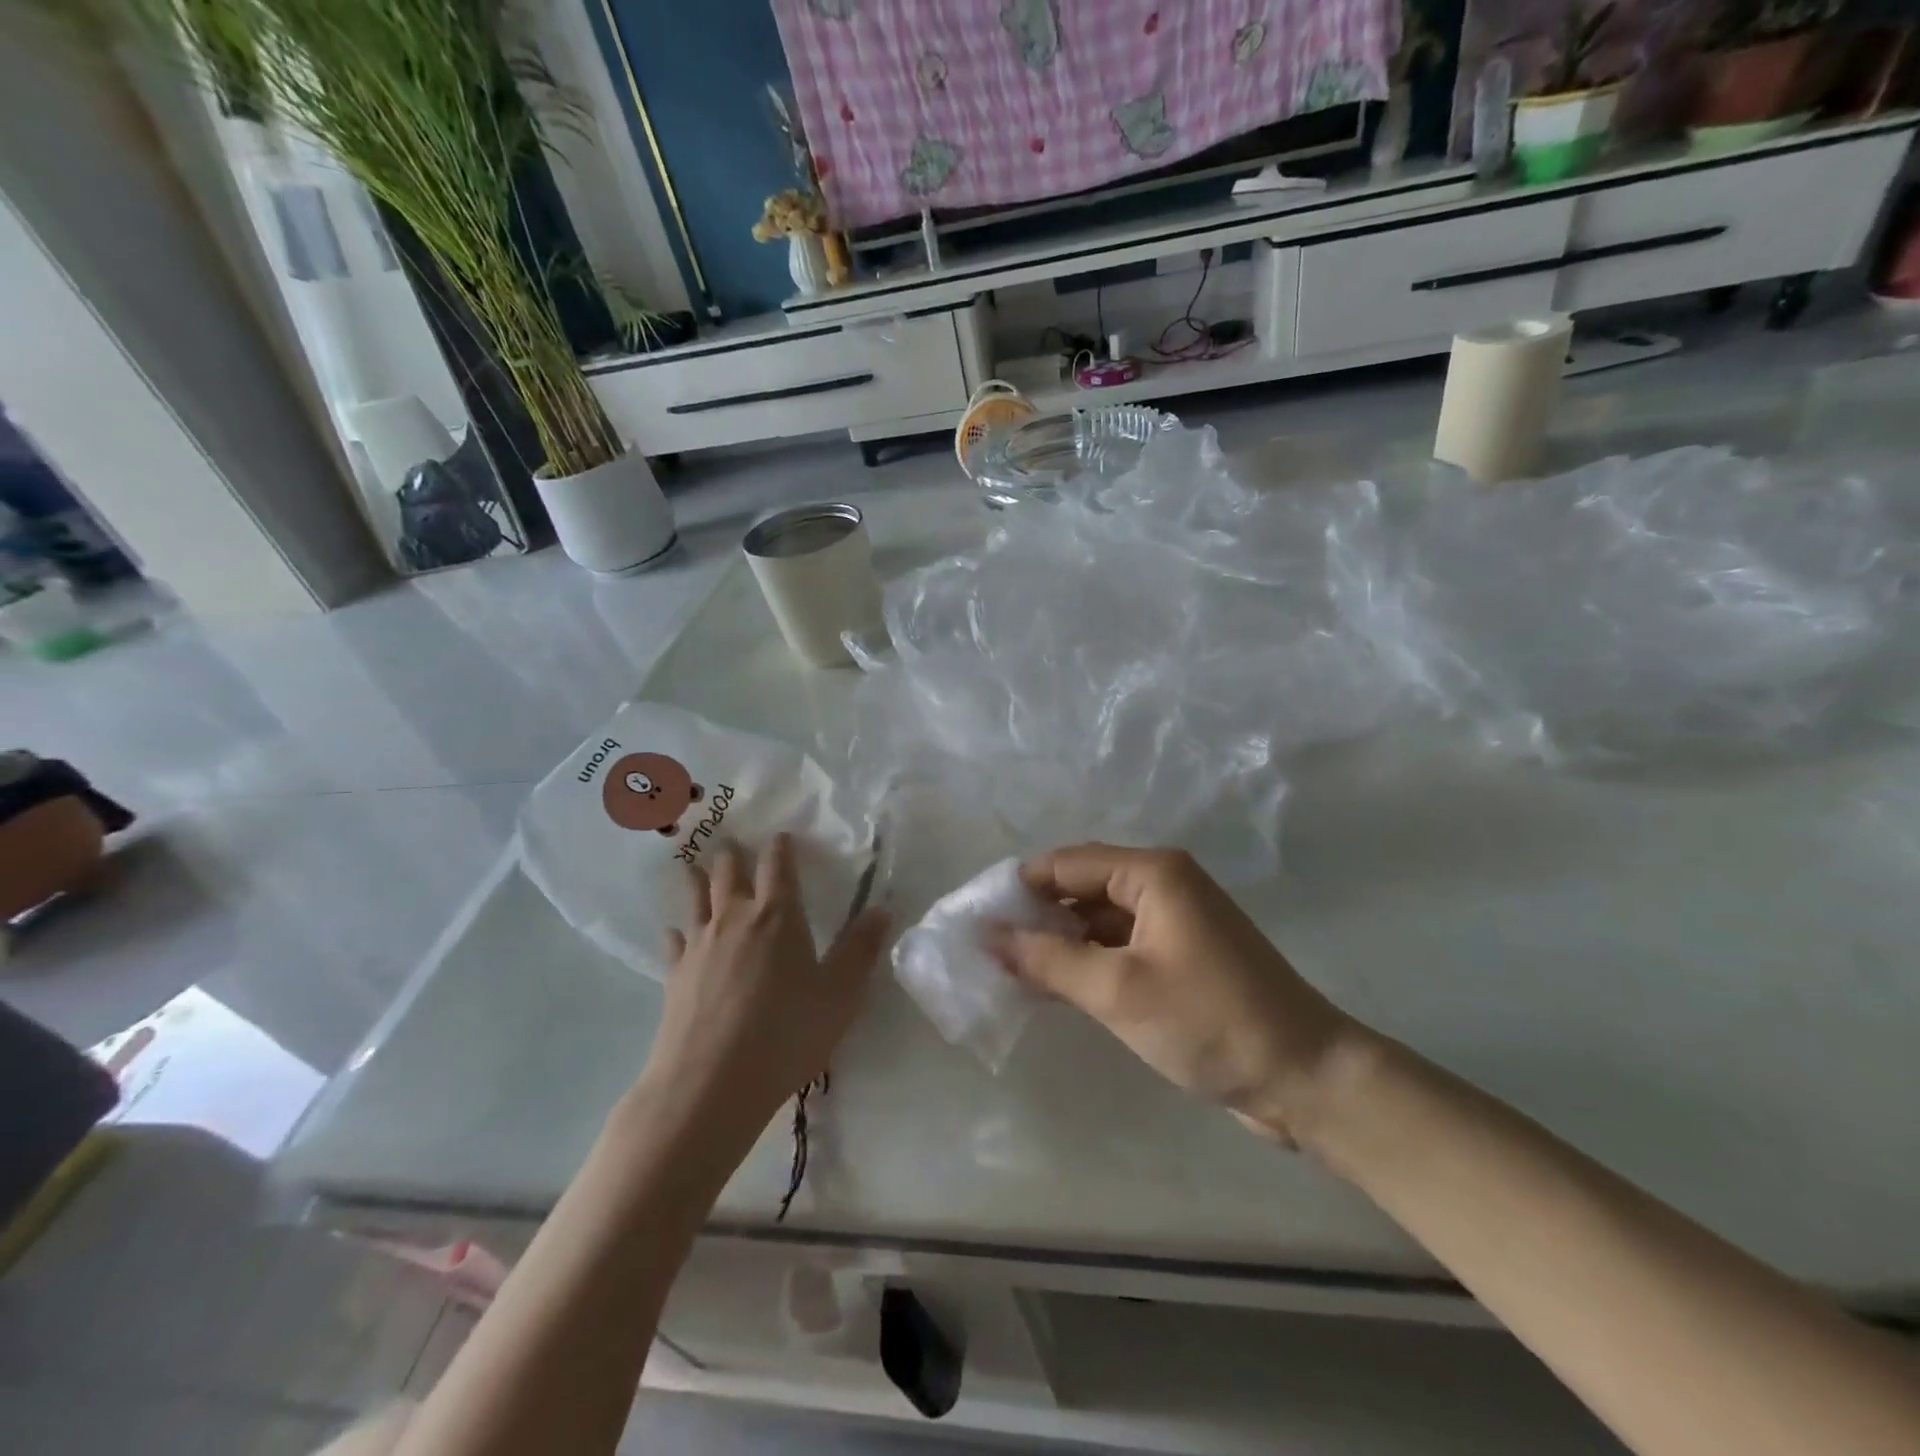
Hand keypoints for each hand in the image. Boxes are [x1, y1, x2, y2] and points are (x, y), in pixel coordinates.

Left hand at [635, 835, 889, 1163]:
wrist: (710, 1083)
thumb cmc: (786, 1033)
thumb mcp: (840, 995)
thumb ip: (860, 949)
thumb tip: (882, 910)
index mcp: (778, 916)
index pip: (778, 866)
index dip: (780, 847)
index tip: (781, 836)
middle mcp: (735, 918)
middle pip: (730, 873)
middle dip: (734, 855)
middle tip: (733, 843)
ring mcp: (699, 945)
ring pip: (696, 898)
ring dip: (698, 879)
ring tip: (695, 866)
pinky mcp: (674, 975)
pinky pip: (674, 941)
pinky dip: (677, 932)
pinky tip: (675, 933)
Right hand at [995, 844, 1356, 1143]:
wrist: (1304, 1078)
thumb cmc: (1210, 1021)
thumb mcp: (1118, 990)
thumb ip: (1049, 960)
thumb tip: (988, 936)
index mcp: (1153, 873)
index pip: (1066, 863)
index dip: (1019, 887)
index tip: (977, 919)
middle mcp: (1163, 884)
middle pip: (1081, 887)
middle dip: (1036, 916)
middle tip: (987, 950)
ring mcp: (1173, 922)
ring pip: (1098, 920)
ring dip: (1059, 943)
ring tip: (1008, 972)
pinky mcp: (1179, 957)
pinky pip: (1118, 946)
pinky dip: (1086, 963)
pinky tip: (1053, 988)